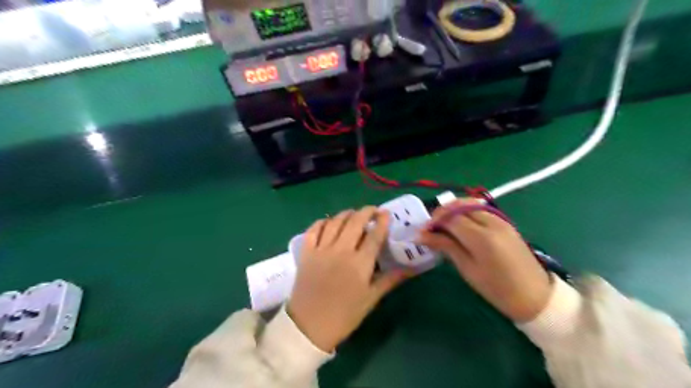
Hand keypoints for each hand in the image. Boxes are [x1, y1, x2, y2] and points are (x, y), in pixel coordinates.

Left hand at [289, 207, 408, 353]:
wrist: (309, 326)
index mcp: (360, 263)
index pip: (374, 235)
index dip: (381, 221)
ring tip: (353, 214)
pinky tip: (329, 221)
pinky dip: (322, 222)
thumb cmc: (344, 314)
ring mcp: (321, 249)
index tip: (386, 214)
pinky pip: (313, 229)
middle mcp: (341, 250)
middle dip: (366, 211)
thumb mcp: (370, 299)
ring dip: (346, 214)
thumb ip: (389, 279)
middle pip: (355, 222)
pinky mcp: (306, 252)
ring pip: (335, 222)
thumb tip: (409, 268)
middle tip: (372, 211)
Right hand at [419, 198, 554, 321]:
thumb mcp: (467, 269)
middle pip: (459, 205)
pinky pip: (480, 209)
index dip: (433, 222)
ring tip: (444, 226)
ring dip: (453, 211)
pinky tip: (461, 226)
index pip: (450, 218)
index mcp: (481, 237)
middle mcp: (491, 222)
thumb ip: (446, 246)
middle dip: (442, 213)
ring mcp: (500, 220)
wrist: (535, 296)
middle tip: (431, 228)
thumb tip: (422, 235)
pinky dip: (466, 212)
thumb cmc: (497, 289)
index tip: (422, 233)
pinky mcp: (505, 222)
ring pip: (470, 204)